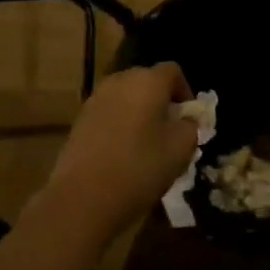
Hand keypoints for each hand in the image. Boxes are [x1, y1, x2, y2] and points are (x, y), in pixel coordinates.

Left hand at [36, 62, 199, 244]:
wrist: (83, 198)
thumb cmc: (140, 168)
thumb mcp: (181, 149)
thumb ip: (191, 126)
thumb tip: (185, 120)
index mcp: (147, 81)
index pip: (173, 71)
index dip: (185, 91)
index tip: (189, 118)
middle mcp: (119, 81)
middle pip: (147, 82)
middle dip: (161, 102)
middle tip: (170, 131)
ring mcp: (95, 100)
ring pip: (126, 98)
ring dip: (139, 113)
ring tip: (147, 144)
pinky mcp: (79, 120)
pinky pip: (109, 114)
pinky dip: (120, 125)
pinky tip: (123, 154)